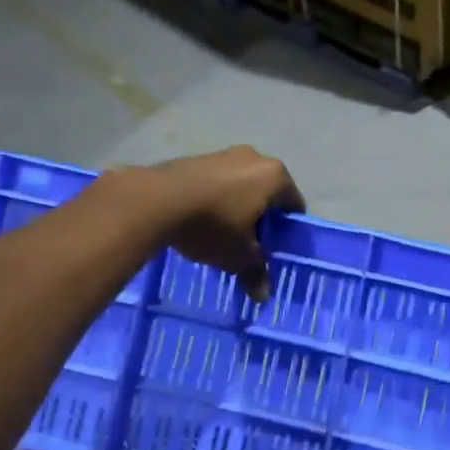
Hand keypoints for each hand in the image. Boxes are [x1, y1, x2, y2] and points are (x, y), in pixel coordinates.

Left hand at [125, 147, 304, 301]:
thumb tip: (263, 296)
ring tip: (223, 234)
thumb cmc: (212, 225)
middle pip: (267, 193)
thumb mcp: (238, 256)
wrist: (156, 201)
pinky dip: (216, 199)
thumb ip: (256, 272)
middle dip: (261, 218)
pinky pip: (217, 182)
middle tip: (251, 244)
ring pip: (241, 186)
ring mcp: (224, 154)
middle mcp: (255, 158)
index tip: (276, 249)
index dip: (288, 231)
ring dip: (237, 207)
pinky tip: (201, 220)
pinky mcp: (197, 157)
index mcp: (275, 176)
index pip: (294, 205)